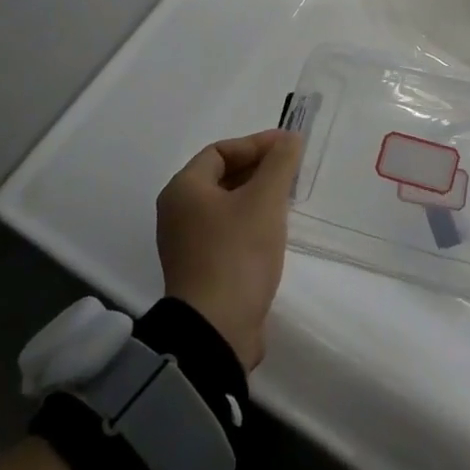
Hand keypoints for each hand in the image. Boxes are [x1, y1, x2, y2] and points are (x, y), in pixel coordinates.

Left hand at [156, 128, 302, 371]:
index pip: (220, 150)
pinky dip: (251, 222)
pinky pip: (227, 232)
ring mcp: (187, 245)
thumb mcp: (264, 200)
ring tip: (288, 198)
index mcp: (184, 190)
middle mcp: (178, 213)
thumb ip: (280, 163)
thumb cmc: (237, 254)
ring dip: (257, 196)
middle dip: (258, 169)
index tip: (289, 148)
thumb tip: (290, 138)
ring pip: (227, 205)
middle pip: (222, 176)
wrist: (216, 330)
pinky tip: (274, 231)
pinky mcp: (201, 270)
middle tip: (291, 171)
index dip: (256, 144)